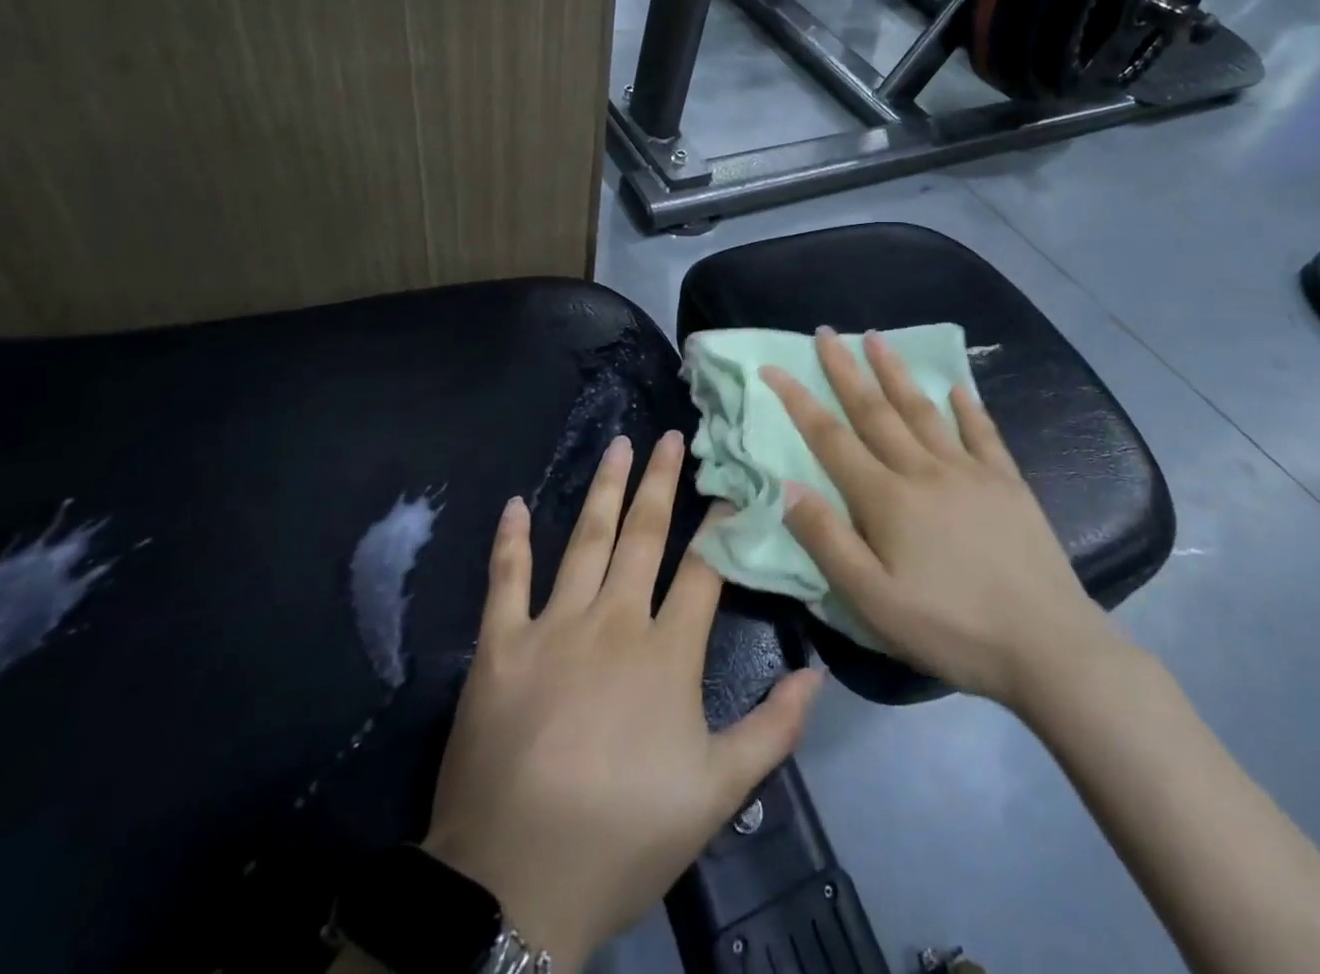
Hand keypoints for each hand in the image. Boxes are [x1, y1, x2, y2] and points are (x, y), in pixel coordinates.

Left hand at [424, 432, 821, 971]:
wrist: (516, 883)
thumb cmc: (625, 834)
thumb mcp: (717, 793)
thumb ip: (772, 729)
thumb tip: (817, 674)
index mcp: (667, 651)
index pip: (705, 570)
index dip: (721, 525)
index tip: (732, 485)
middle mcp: (614, 620)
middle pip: (644, 535)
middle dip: (660, 482)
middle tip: (670, 436)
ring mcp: (554, 626)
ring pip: (585, 540)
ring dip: (603, 489)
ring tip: (618, 445)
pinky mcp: (502, 645)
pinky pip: (507, 579)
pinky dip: (511, 539)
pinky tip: (516, 503)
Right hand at [762, 330, 1115, 711]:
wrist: (1046, 644)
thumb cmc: (950, 628)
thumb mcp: (873, 601)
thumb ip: (827, 541)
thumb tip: (786, 486)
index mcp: (887, 499)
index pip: (831, 438)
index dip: (798, 401)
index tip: (774, 368)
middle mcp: (923, 470)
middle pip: (875, 411)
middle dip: (846, 370)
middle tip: (826, 333)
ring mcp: (969, 471)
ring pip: (923, 410)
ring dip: (896, 373)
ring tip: (877, 338)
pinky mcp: (1007, 482)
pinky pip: (982, 433)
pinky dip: (967, 407)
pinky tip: (957, 388)